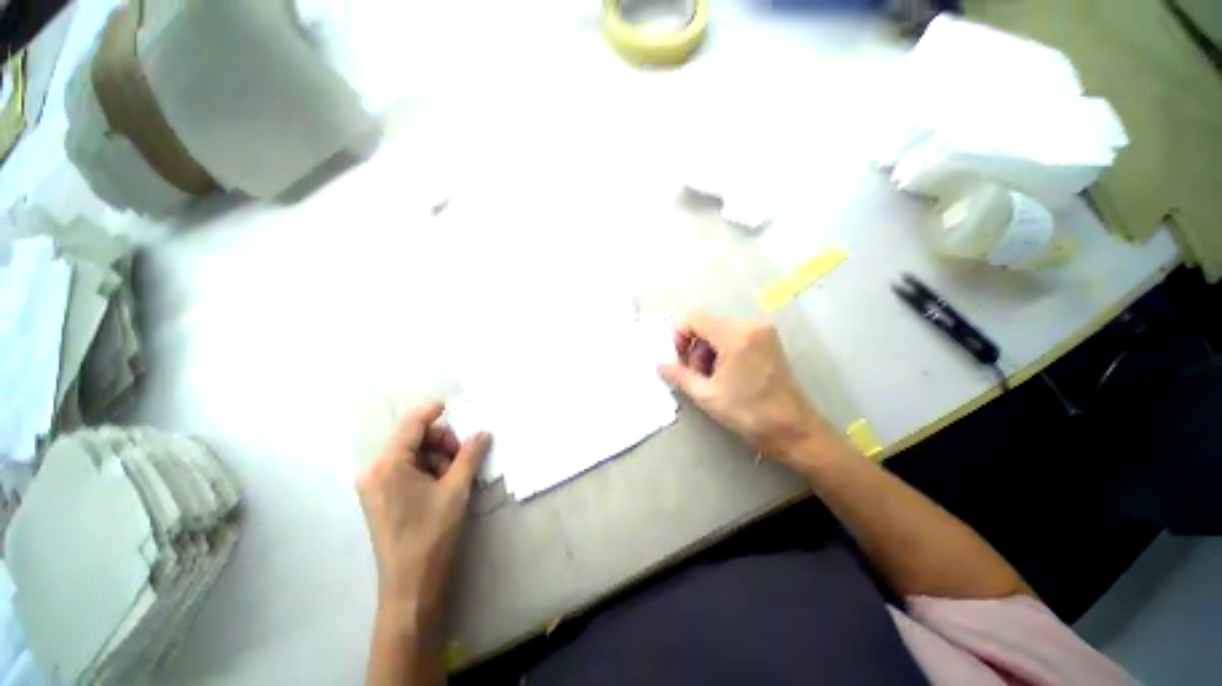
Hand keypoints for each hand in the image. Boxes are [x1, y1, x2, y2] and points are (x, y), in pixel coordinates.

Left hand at [356, 401, 490, 614]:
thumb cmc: (431, 534)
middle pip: (413, 439)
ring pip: (411, 455)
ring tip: (454, 476)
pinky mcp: (380, 498)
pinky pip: (406, 470)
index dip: (433, 411)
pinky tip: (442, 485)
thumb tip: (483, 432)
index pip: (412, 424)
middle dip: (441, 442)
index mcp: (388, 465)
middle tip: (463, 456)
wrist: (411, 585)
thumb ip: (470, 455)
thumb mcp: (456, 489)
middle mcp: (375, 471)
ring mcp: (375, 486)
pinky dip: (427, 470)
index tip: (454, 406)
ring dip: (437, 457)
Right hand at [659, 313, 838, 468]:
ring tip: (713, 379)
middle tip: (697, 377)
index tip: (680, 361)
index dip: (680, 336)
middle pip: (707, 325)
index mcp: (735, 336)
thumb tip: (661, 365)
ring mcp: (763, 331)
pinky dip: (723, 351)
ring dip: (709, 352)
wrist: (793, 429)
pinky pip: (734, 336)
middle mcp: (750, 325)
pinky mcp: (769, 339)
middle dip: (695, 349)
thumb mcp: (707, 395)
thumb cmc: (748, 413)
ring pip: (719, 331)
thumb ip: (679, 376)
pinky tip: (727, 374)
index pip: (694, 319)